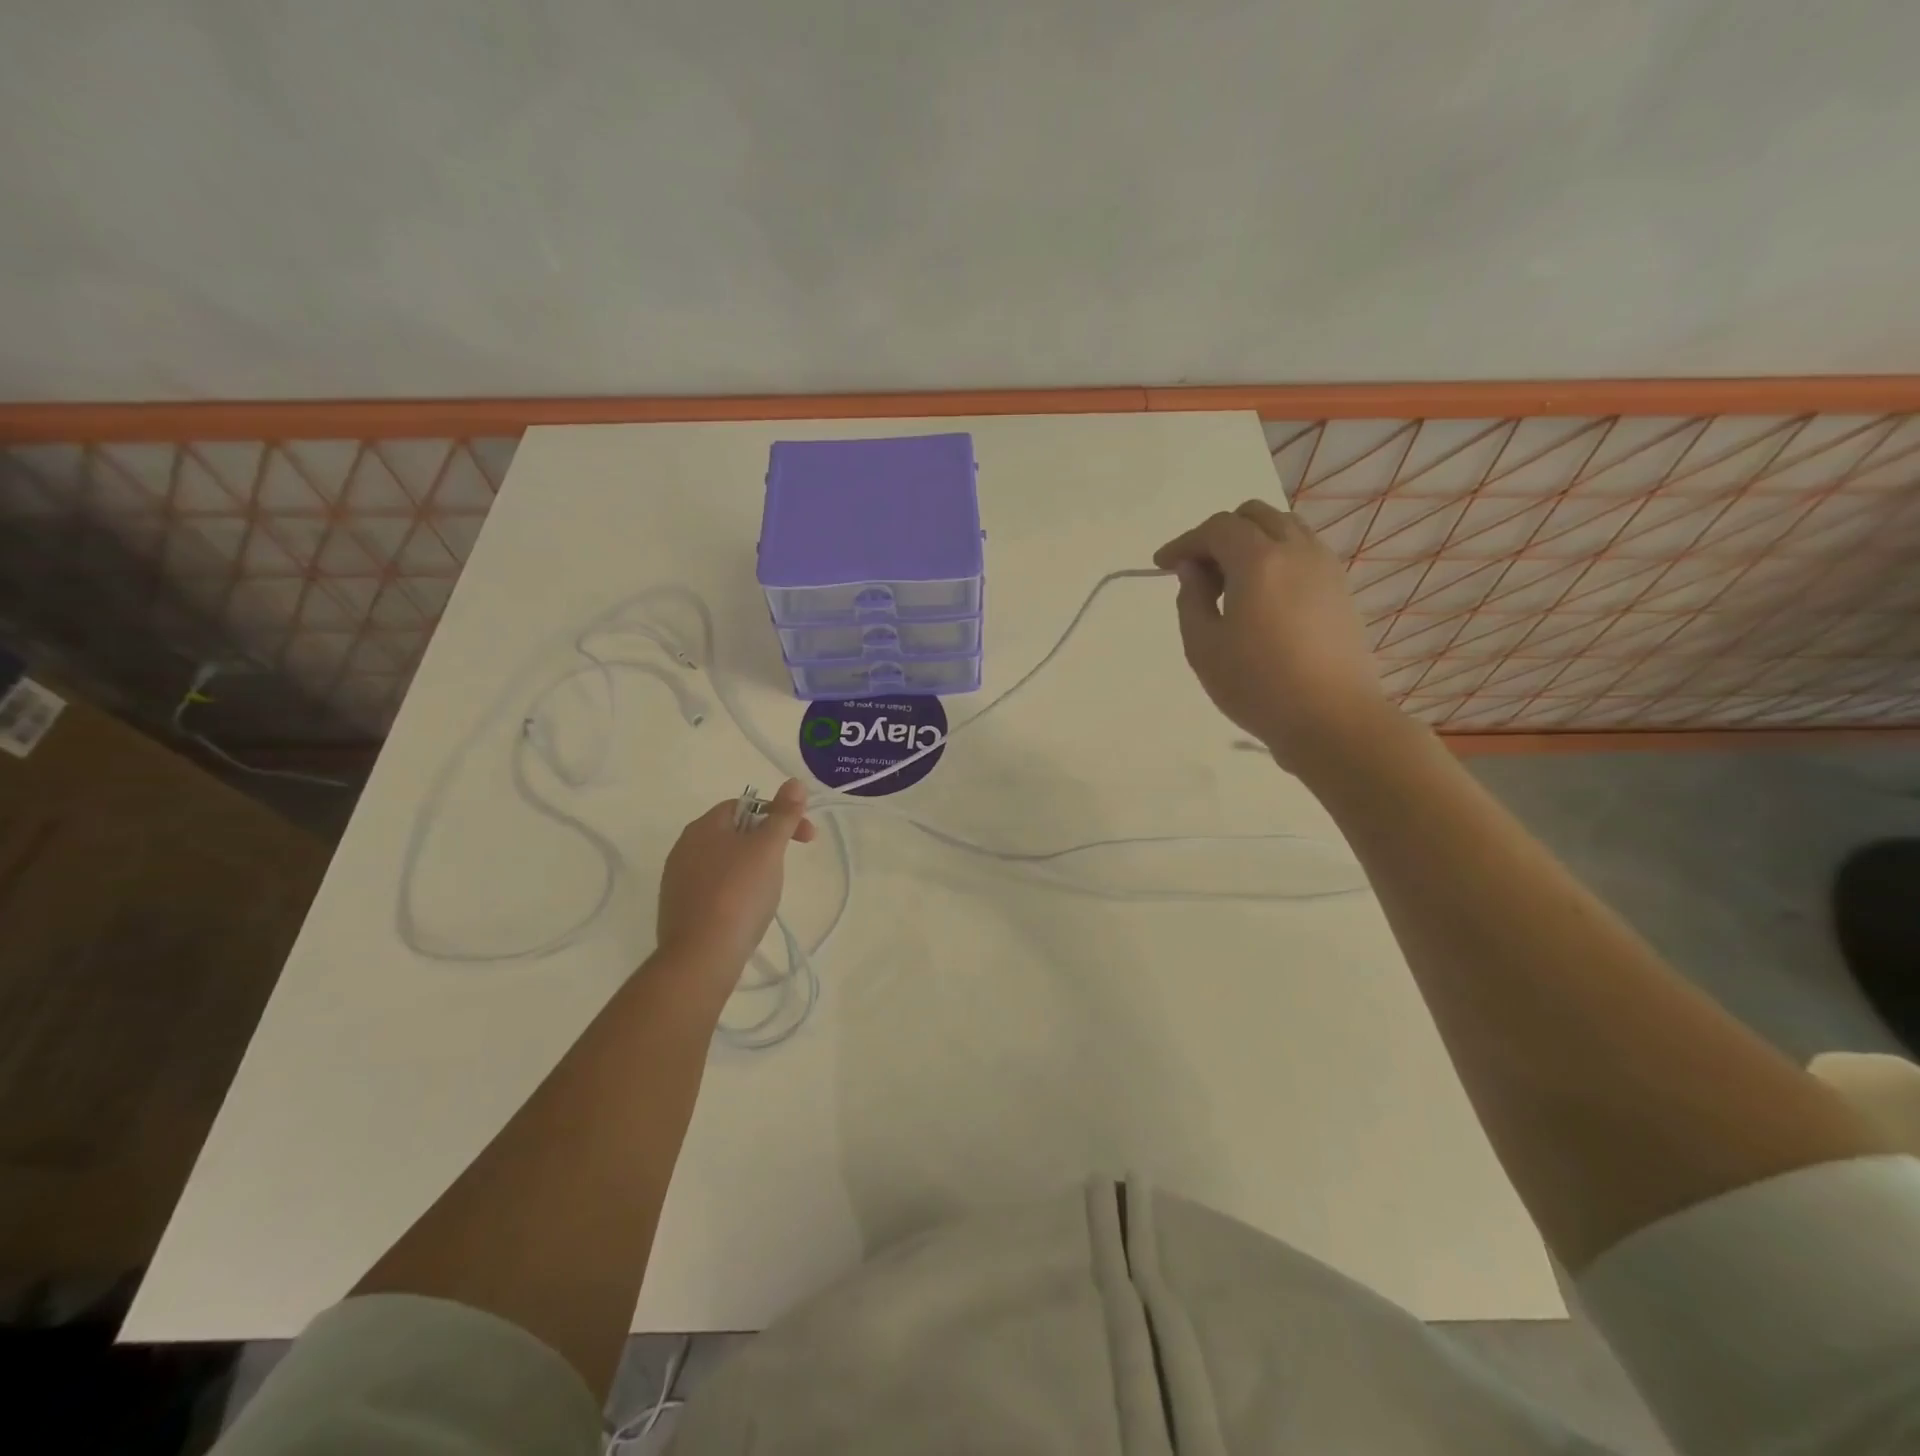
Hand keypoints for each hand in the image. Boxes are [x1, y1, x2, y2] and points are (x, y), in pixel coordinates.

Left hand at [655, 780, 816, 979]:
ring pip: (724, 862)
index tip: (806, 838)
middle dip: (766, 842)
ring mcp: (678, 880)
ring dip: (751, 867)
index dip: (779, 814)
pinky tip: (746, 911)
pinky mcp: (679, 909)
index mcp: (704, 826)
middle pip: (734, 832)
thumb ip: (783, 815)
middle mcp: (684, 847)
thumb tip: (794, 782)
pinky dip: (735, 891)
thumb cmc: (738, 893)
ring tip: (769, 891)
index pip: (745, 805)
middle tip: (788, 864)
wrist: (701, 956)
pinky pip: (714, 888)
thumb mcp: (768, 848)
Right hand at [1154, 501, 1392, 769]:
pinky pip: (1304, 551)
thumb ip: (1191, 599)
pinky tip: (1264, 596)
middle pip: (1254, 516)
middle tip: (1199, 573)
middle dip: (1219, 534)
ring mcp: (1325, 568)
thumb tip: (1194, 570)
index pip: (1216, 528)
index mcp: (1258, 561)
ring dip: (1252, 542)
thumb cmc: (1257, 686)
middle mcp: (1296, 551)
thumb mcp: (1203, 647)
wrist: (1332, 720)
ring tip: (1232, 583)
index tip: (1162, 565)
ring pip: (1285, 528)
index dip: (1184, 542)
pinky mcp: (1341, 589)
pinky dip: (1277, 557)